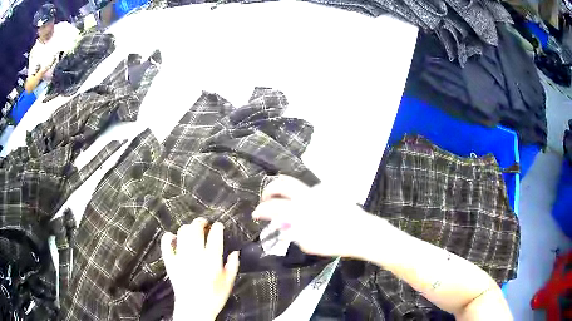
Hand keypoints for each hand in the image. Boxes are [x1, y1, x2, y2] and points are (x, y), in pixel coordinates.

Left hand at [161, 218, 239, 320]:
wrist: (194, 309)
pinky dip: (168, 238)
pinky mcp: (170, 262)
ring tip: (192, 230)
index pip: (215, 236)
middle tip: (205, 224)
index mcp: (212, 260)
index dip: (217, 227)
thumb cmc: (214, 297)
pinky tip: (172, 237)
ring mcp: (181, 258)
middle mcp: (195, 255)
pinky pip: (166, 245)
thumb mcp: (228, 283)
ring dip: (188, 228)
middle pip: (196, 229)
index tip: (219, 226)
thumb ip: (232, 266)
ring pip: (182, 233)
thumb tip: (235, 252)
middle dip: (201, 222)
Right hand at [252, 175, 379, 257]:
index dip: (260, 209)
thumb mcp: (309, 244)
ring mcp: (318, 191)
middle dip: (269, 189)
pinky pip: (310, 190)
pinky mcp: (328, 191)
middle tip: (266, 198)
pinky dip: (302, 197)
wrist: (361, 232)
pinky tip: (308, 208)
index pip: (272, 206)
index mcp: (300, 211)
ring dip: (285, 191)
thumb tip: (283, 225)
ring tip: (285, 203)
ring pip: (296, 183)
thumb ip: (293, 233)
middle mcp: (307, 196)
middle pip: (282, 183)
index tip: (256, 214)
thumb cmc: (335, 242)